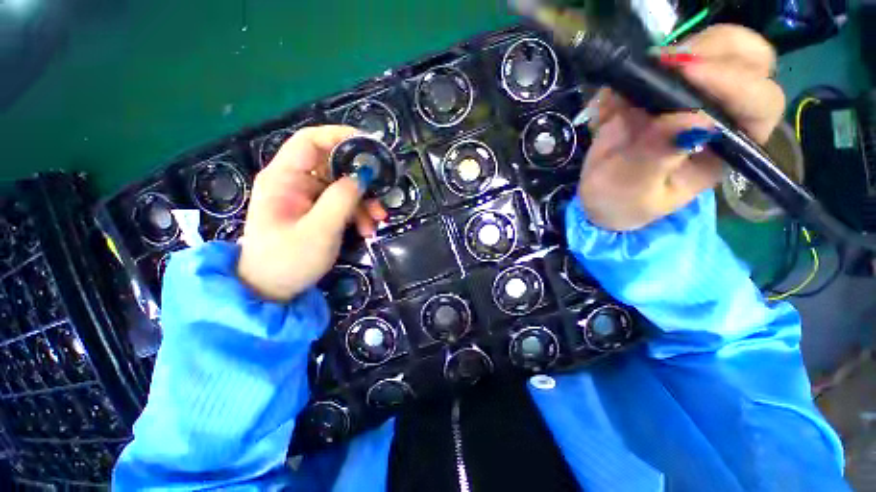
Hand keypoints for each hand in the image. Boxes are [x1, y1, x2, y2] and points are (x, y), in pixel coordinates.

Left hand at [237, 126, 386, 301]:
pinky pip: (342, 203)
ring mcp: (307, 197)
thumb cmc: (288, 261)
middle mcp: (295, 182)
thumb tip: (363, 175)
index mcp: (284, 178)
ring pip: (343, 186)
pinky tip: (367, 229)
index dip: (340, 136)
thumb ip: (341, 200)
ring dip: (364, 202)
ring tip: (376, 222)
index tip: (371, 146)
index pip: (311, 141)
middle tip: (382, 195)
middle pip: (334, 165)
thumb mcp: (319, 231)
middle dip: (361, 180)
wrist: (271, 290)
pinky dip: (358, 213)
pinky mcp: (316, 211)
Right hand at [578, 25, 785, 230]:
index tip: (686, 75)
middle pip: (750, 59)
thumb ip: (657, 159)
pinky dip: (637, 69)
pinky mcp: (663, 90)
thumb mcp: (636, 191)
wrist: (601, 195)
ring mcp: (694, 97)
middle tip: (668, 66)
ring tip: (638, 82)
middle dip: (714, 50)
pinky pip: (666, 57)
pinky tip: (616, 101)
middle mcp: (722, 115)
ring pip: (717, 46)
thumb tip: (687, 118)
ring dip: (679, 53)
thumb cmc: (623, 202)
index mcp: (728, 148)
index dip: (733, 81)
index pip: (759, 103)